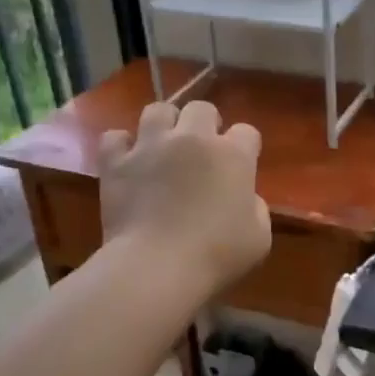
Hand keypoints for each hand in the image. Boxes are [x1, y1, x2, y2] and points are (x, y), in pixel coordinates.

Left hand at [99, 100, 271, 294]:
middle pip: (202, 109)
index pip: (247, 132)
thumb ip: (256, 209)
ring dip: (164, 124)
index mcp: (233, 156)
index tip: (241, 167)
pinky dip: (121, 146)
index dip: (245, 147)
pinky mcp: (117, 162)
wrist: (157, 266)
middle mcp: (193, 139)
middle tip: (201, 152)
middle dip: (205, 124)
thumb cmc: (217, 255)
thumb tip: (245, 199)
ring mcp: (151, 146)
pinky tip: (127, 160)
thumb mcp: (259, 238)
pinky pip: (115, 137)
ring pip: (158, 110)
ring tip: (163, 146)